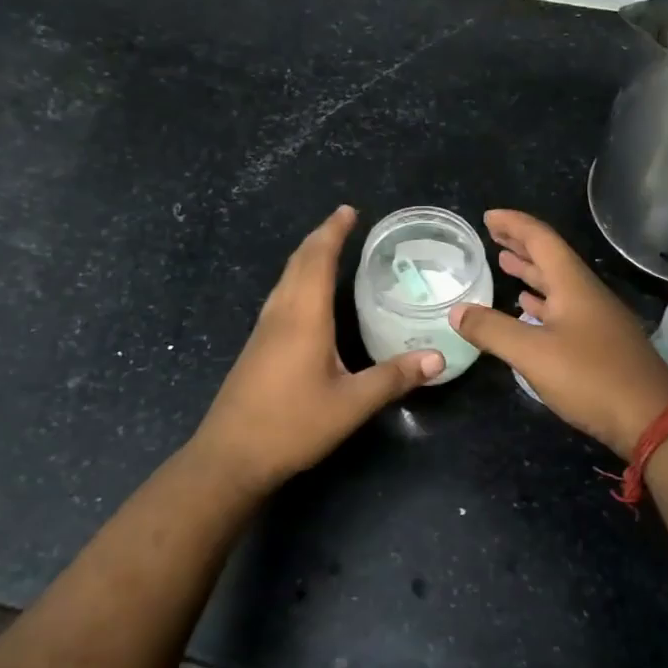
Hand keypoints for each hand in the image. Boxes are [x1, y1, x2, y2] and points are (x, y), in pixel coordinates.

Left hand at [193, 205, 444, 493]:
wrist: (230, 456)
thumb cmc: (292, 425)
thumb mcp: (351, 404)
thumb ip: (394, 378)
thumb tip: (437, 357)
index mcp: (303, 316)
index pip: (318, 259)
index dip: (333, 231)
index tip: (349, 211)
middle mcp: (280, 314)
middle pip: (298, 262)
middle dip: (320, 238)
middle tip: (344, 223)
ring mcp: (263, 330)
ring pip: (285, 279)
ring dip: (306, 257)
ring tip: (328, 250)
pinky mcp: (256, 347)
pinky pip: (280, 297)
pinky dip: (298, 280)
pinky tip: (307, 298)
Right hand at [449, 209, 667, 458]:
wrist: (651, 419)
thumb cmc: (592, 378)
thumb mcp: (533, 354)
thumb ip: (492, 330)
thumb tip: (457, 311)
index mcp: (573, 285)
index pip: (541, 239)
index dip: (514, 225)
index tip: (488, 216)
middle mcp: (586, 294)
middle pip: (551, 258)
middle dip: (521, 244)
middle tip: (493, 236)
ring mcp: (596, 319)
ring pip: (558, 284)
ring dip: (531, 272)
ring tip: (505, 264)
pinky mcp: (600, 344)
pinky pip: (564, 309)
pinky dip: (541, 302)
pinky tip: (529, 308)